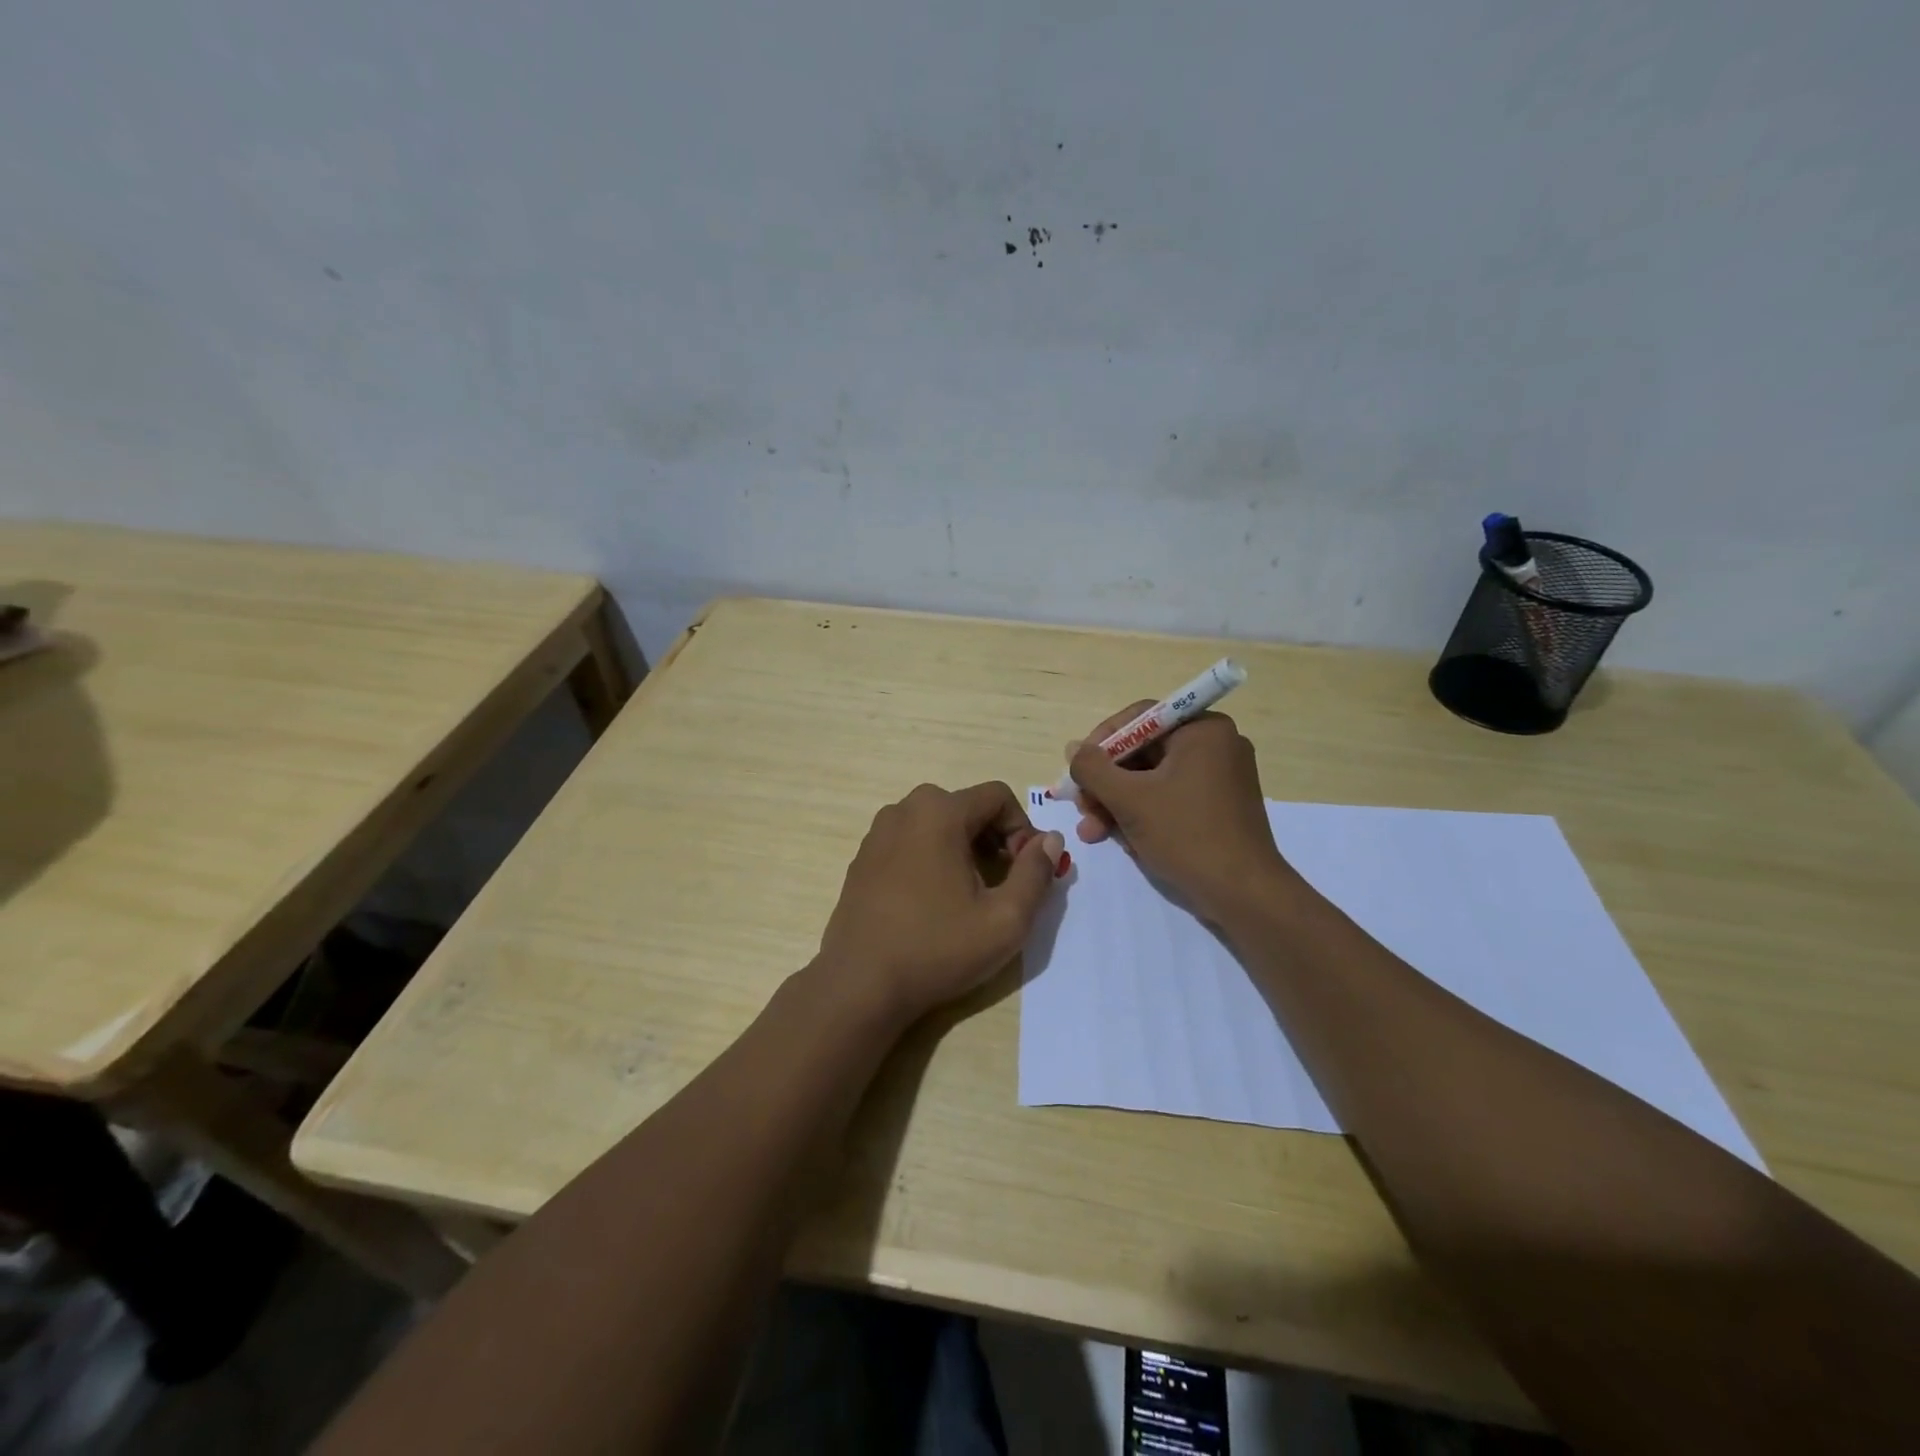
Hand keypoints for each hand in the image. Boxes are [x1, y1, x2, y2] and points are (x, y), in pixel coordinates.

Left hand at [817, 782, 1066, 1021]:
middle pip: (966, 806)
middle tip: (1001, 883)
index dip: (1022, 828)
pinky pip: (909, 841)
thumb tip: (1050, 840)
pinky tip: (932, 902)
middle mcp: (904, 810)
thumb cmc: (937, 949)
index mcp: (939, 812)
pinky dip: (931, 857)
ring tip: (968, 894)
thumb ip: (1036, 873)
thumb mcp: (1005, 920)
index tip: (1024, 871)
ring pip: (936, 823)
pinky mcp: (862, 858)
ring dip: (962, 847)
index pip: (998, 796)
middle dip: (993, 837)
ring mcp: (877, 833)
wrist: (860, 984)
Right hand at [1067, 705, 1289, 921]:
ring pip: (1153, 779)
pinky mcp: (1219, 806)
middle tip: (1081, 807)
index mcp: (1202, 730)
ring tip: (1092, 832)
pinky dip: (1143, 813)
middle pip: (1143, 751)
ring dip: (1118, 803)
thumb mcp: (1130, 799)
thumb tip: (1073, 749)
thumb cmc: (1186, 834)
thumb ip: (1093, 769)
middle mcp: (1215, 745)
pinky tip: (1120, 838)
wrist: (1244, 893)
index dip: (1101, 742)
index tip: (1078, 770)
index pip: (1139, 719)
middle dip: (1106, 782)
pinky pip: (1170, 797)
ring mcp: (1220, 777)